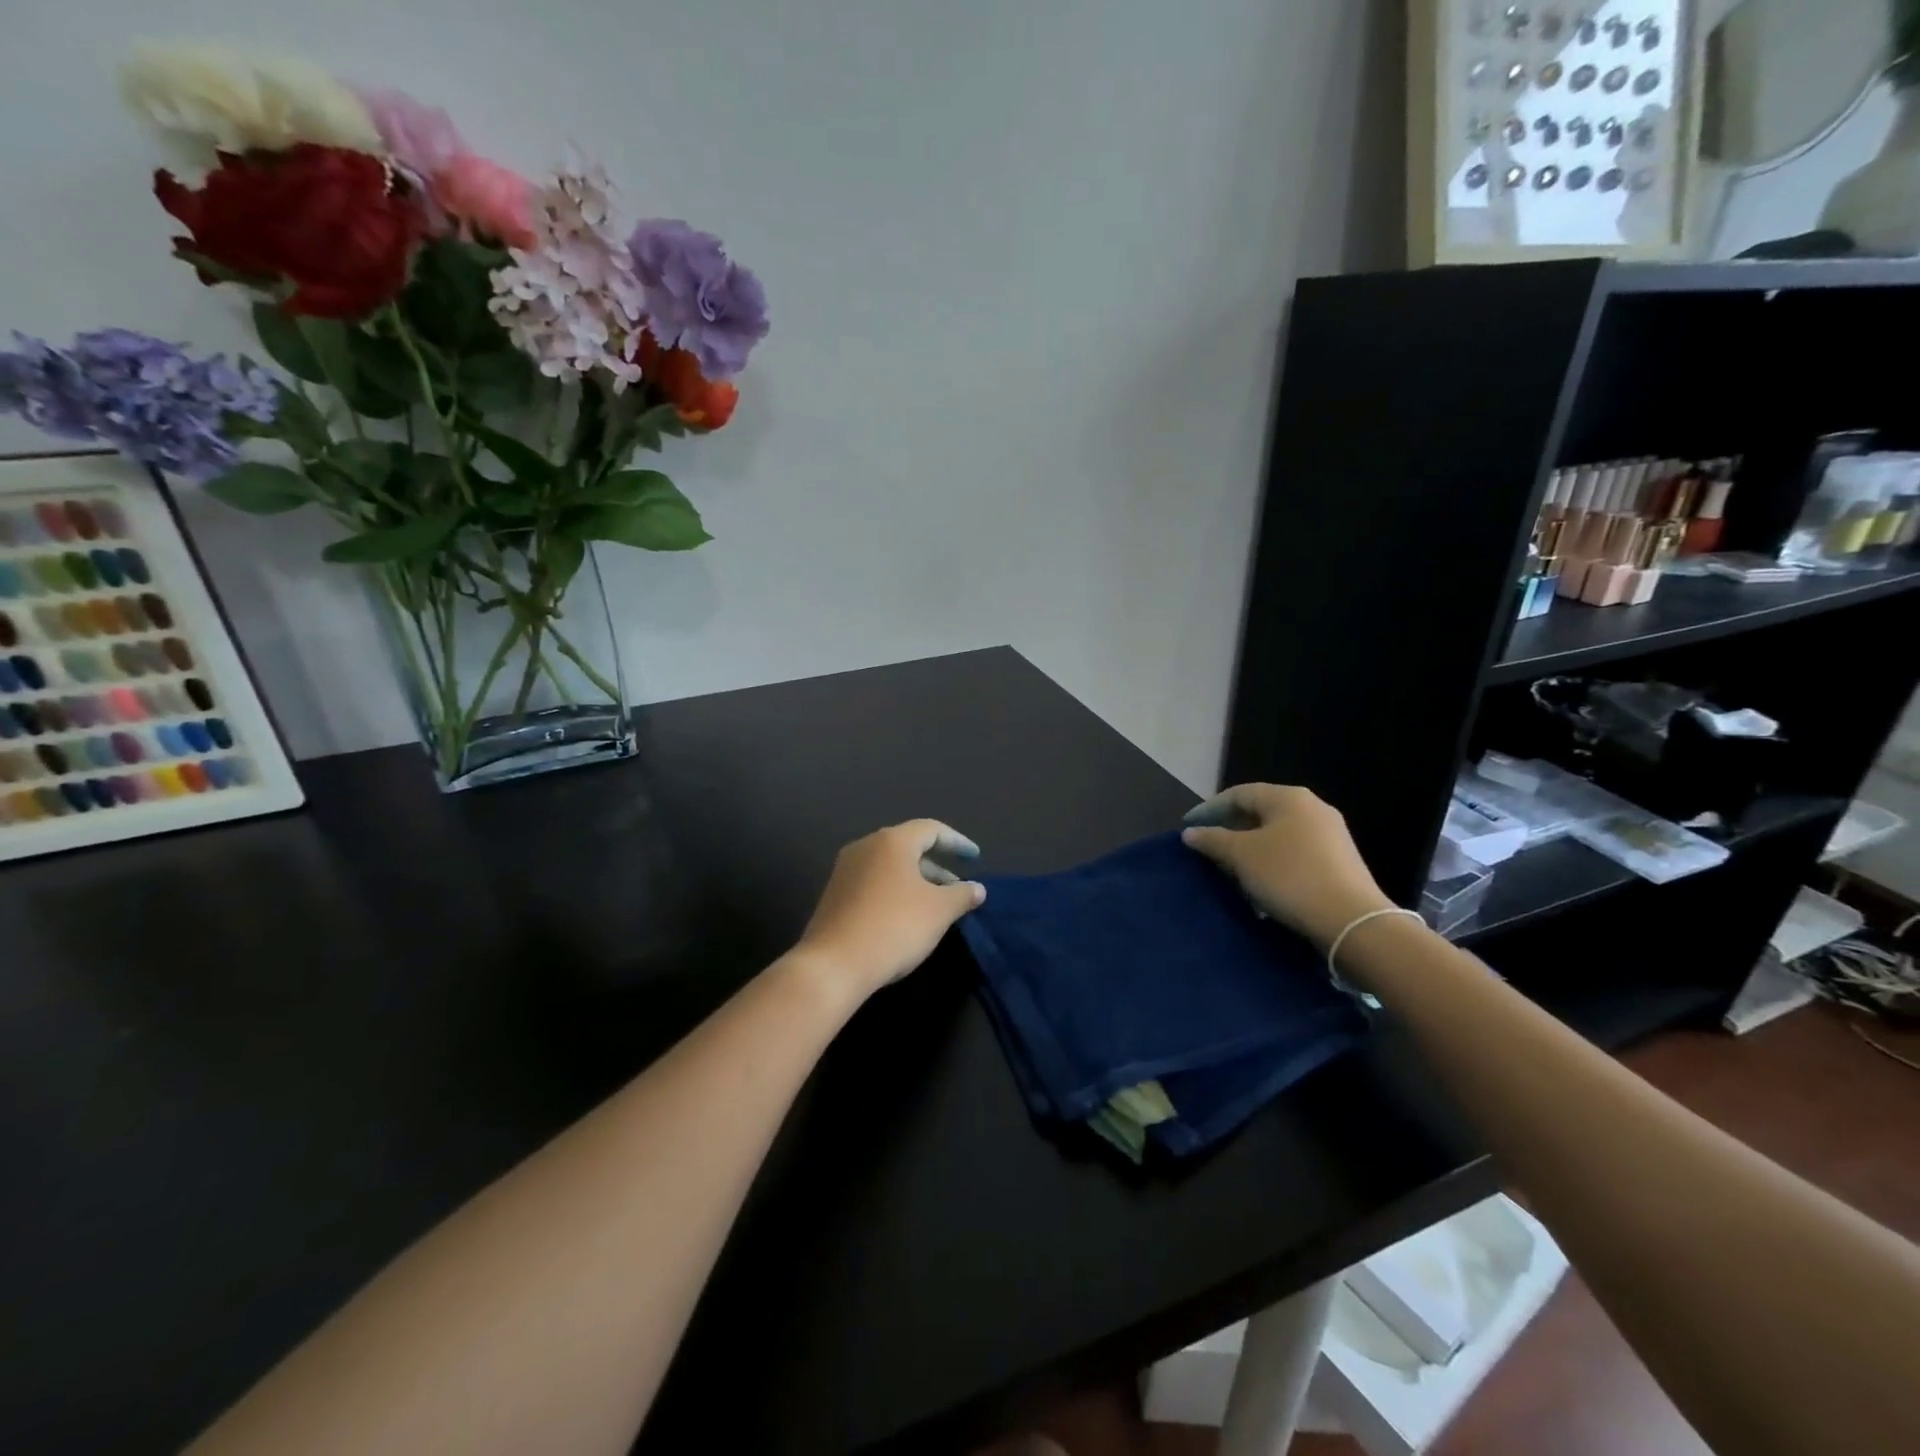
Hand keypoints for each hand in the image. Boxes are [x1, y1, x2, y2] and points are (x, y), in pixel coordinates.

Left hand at [791, 820, 985, 1002]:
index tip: (975, 858)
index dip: (957, 842)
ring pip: (890, 866)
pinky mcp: (835, 894)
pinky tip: (906, 917)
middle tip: (957, 887)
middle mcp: (866, 847)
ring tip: (936, 906)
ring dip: (917, 881)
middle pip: (908, 846)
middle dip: (937, 866)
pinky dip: (896, 891)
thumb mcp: (939, 911)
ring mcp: (846, 870)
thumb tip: (977, 888)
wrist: (833, 965)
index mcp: (892, 841)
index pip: (931, 829)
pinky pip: (874, 882)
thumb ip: (962, 895)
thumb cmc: (894, 927)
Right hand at [1181, 784, 1393, 948]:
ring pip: (1278, 833)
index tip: (1188, 827)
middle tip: (1207, 847)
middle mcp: (1312, 808)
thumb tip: (1191, 833)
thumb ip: (1212, 840)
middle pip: (1260, 812)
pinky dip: (1272, 861)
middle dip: (1230, 828)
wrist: (1352, 921)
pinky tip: (1261, 882)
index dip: (1209, 808)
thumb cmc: (1289, 876)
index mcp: (1288, 798)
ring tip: (1230, 867)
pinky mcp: (1339, 861)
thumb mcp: (1241, 856)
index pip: (1239, 793)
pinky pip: (1295, 852)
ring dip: (1250, 847)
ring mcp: (1330, 834)